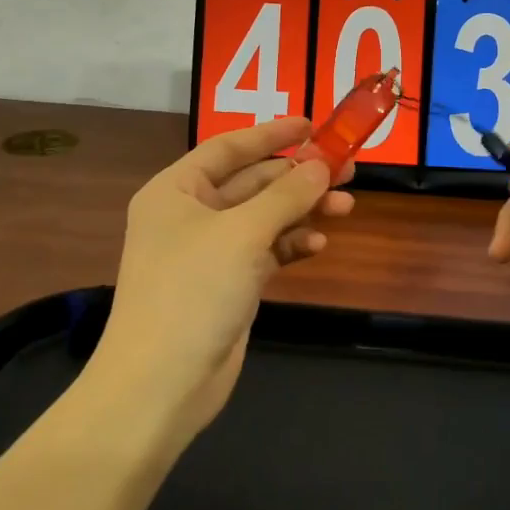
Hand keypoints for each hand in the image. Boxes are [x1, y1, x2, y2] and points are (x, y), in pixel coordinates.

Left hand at [88, 117, 353, 442]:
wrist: (161, 385)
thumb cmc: (193, 291)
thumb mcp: (243, 234)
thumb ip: (286, 195)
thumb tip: (321, 165)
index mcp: (177, 190)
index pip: (229, 147)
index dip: (272, 133)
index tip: (314, 124)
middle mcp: (191, 214)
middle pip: (253, 182)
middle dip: (299, 176)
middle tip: (348, 168)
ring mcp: (210, 251)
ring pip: (265, 217)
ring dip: (302, 210)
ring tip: (346, 207)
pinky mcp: (228, 283)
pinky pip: (266, 251)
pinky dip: (291, 244)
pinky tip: (317, 244)